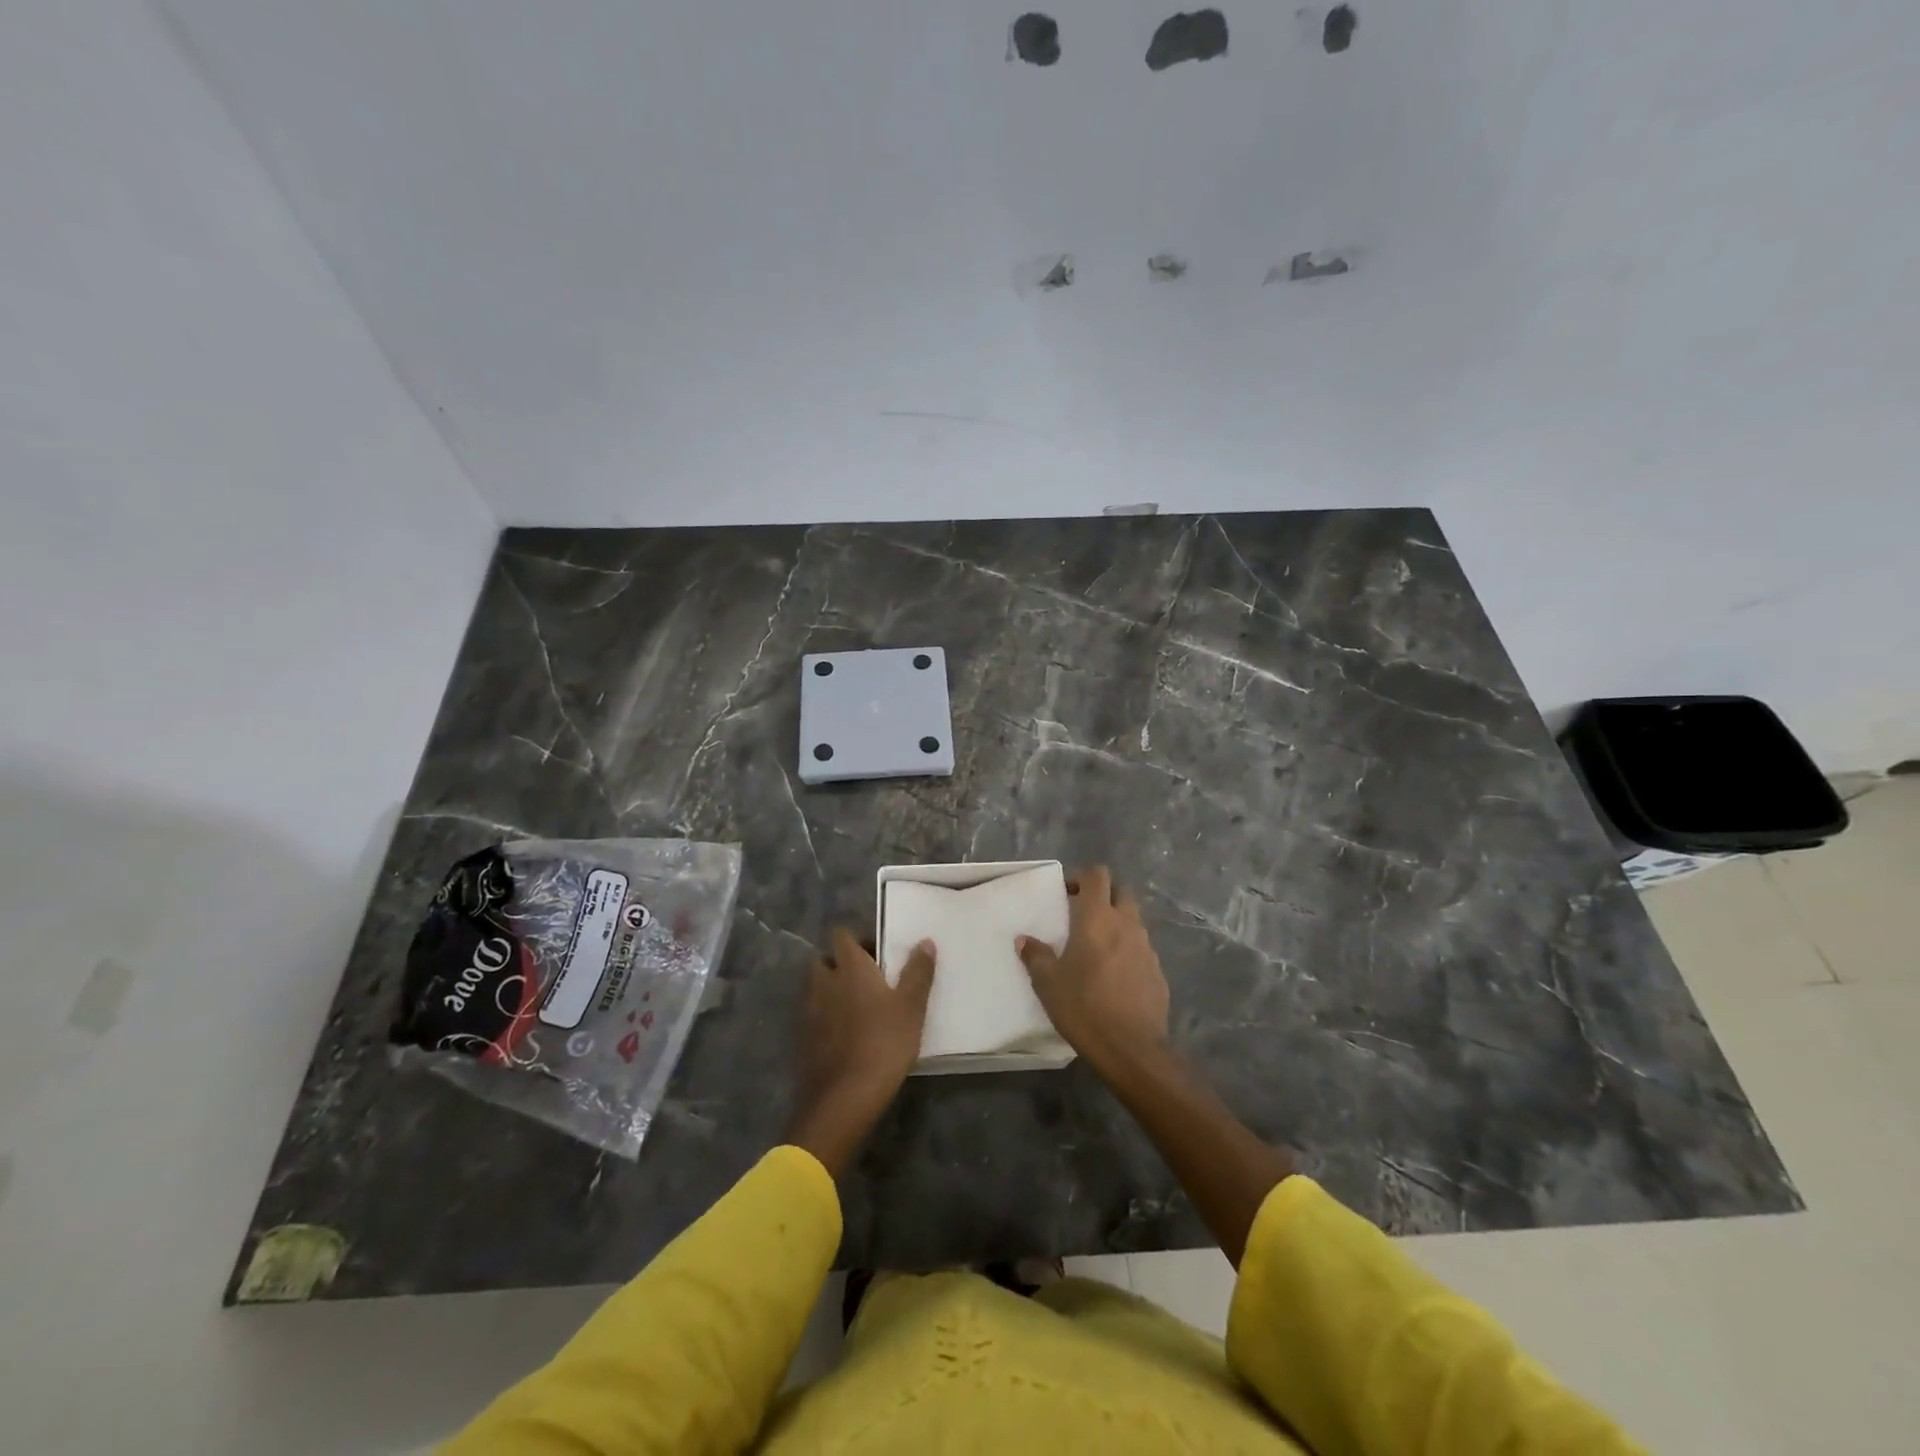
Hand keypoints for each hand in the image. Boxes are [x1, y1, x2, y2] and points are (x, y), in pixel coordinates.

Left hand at [786, 927, 935, 1176]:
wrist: (844, 1097)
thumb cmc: (883, 1042)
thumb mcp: (911, 1006)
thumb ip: (918, 972)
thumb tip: (925, 941)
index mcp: (849, 966)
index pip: (842, 935)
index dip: (857, 939)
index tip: (877, 953)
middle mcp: (823, 981)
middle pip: (823, 959)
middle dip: (839, 964)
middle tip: (866, 979)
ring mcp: (809, 1010)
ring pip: (816, 988)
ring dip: (831, 990)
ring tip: (857, 1007)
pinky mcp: (802, 1038)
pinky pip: (813, 1015)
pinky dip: (825, 1017)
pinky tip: (844, 1035)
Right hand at [1018, 866, 1169, 1074]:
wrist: (1131, 1049)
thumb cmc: (1083, 1007)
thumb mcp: (1048, 983)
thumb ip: (1036, 956)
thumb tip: (1024, 940)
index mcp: (1098, 918)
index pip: (1098, 875)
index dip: (1082, 877)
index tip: (1066, 893)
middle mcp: (1126, 924)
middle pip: (1121, 891)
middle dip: (1103, 895)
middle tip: (1082, 915)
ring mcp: (1147, 947)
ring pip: (1133, 920)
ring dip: (1116, 923)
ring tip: (1096, 948)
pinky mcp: (1158, 971)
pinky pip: (1141, 949)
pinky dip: (1127, 951)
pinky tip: (1114, 976)